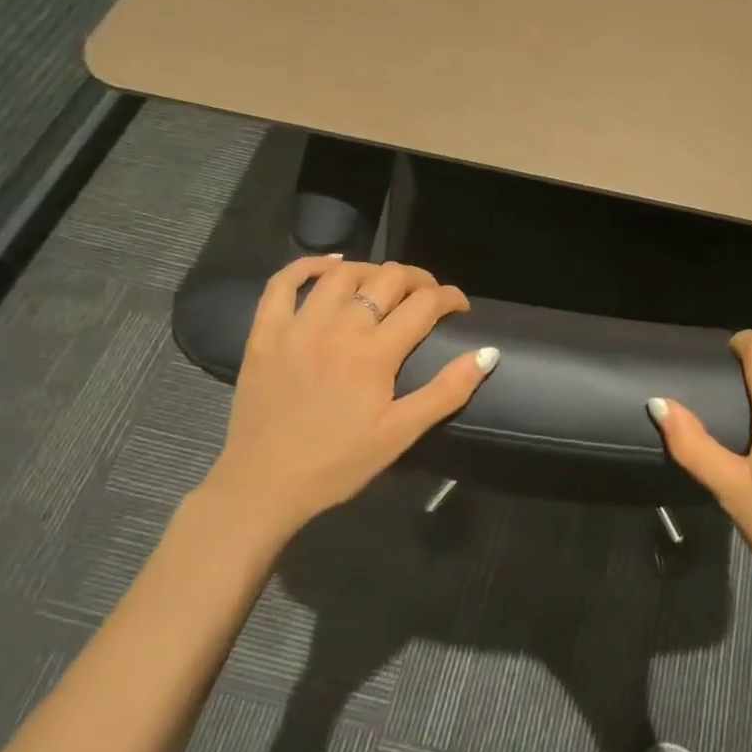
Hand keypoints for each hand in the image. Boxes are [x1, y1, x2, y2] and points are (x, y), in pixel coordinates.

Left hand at [199, 256, 496, 553]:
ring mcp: (298, 326)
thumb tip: (488, 353)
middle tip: (427, 295)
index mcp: (375, 353)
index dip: (450, 298)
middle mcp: (339, 327)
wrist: (263, 486)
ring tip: (384, 284)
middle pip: (388, 278)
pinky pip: (283, 282)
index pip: (425, 304)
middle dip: (418, 279)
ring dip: (372, 270)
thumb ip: (447, 391)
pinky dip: (310, 265)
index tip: (459, 307)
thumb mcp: (401, 434)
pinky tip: (330, 265)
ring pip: (343, 274)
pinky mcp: (265, 332)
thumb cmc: (338, 463)